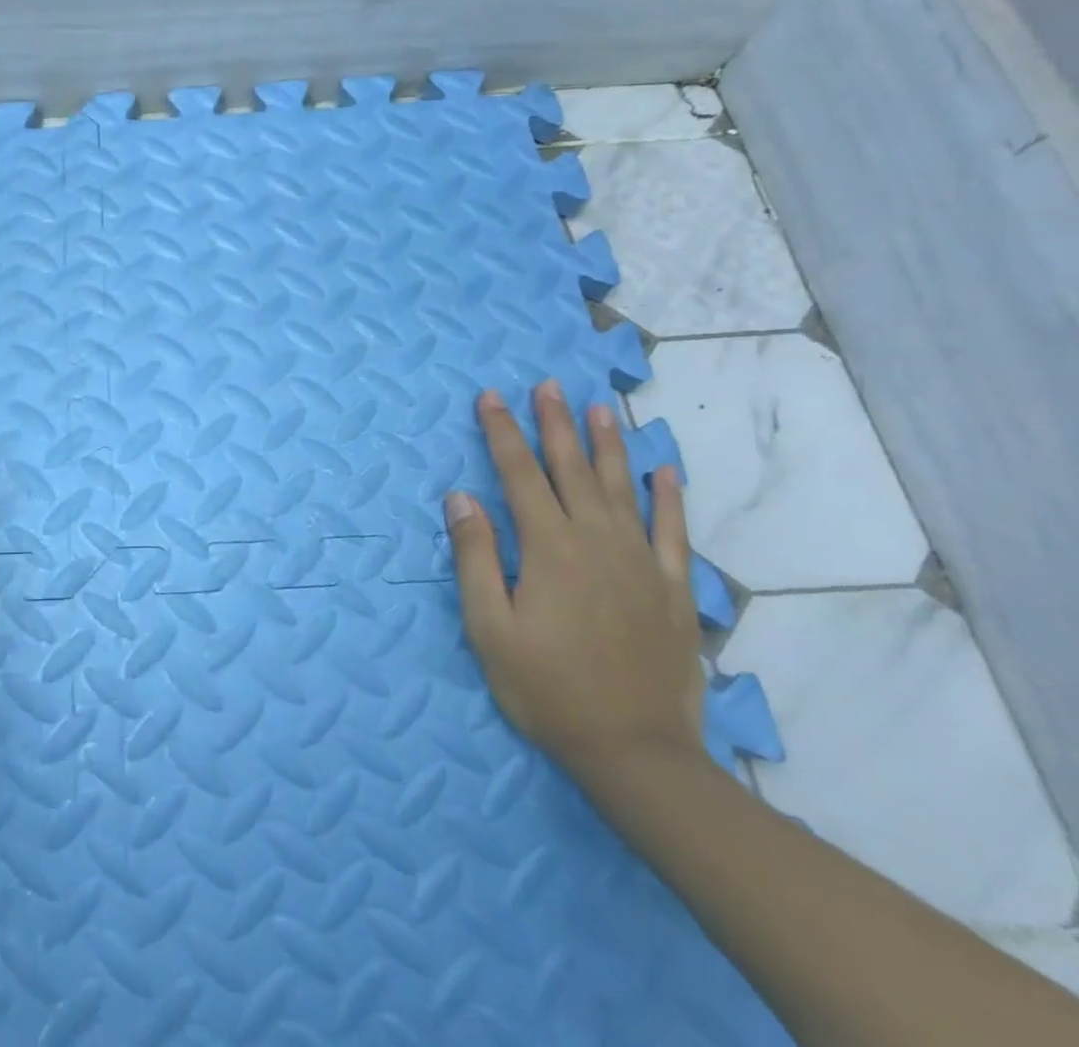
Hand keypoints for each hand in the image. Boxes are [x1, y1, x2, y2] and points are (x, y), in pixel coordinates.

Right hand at [446, 381, 704, 785]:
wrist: (635, 751)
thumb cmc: (546, 688)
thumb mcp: (489, 627)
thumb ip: (475, 557)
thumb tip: (461, 497)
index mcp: (548, 548)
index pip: (519, 474)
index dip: (502, 432)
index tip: (490, 397)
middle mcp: (596, 540)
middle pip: (571, 469)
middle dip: (555, 423)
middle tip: (548, 384)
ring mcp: (640, 562)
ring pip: (623, 487)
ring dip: (608, 445)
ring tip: (599, 408)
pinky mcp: (671, 588)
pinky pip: (673, 530)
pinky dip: (668, 497)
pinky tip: (665, 470)